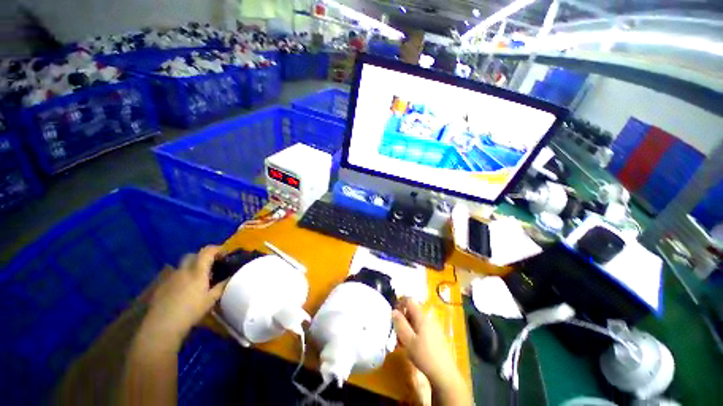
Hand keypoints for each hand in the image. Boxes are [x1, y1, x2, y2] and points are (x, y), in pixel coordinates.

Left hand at [140, 246, 226, 347]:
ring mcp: (169, 277)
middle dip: (202, 257)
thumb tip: (231, 277)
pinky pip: (172, 276)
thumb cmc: (191, 311)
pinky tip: (181, 289)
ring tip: (195, 279)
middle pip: (192, 255)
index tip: (225, 253)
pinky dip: (180, 277)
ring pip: (181, 266)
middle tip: (210, 265)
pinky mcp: (160, 286)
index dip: (217, 249)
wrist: (162, 325)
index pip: (207, 251)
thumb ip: (222, 286)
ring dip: (190, 267)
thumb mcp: (211, 300)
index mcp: (197, 271)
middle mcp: (183, 270)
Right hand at [392, 297, 461, 390]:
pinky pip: (422, 328)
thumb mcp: (408, 340)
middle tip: (396, 331)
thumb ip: (400, 324)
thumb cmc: (424, 356)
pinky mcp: (436, 336)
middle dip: (403, 318)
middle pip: (413, 310)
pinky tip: (412, 346)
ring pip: (416, 320)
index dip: (400, 302)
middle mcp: (428, 318)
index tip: (393, 314)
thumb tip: (394, 310)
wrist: (445, 375)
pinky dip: (414, 332)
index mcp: (422, 317)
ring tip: (402, 341)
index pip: (410, 300)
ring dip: (407, 327)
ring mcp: (434, 327)